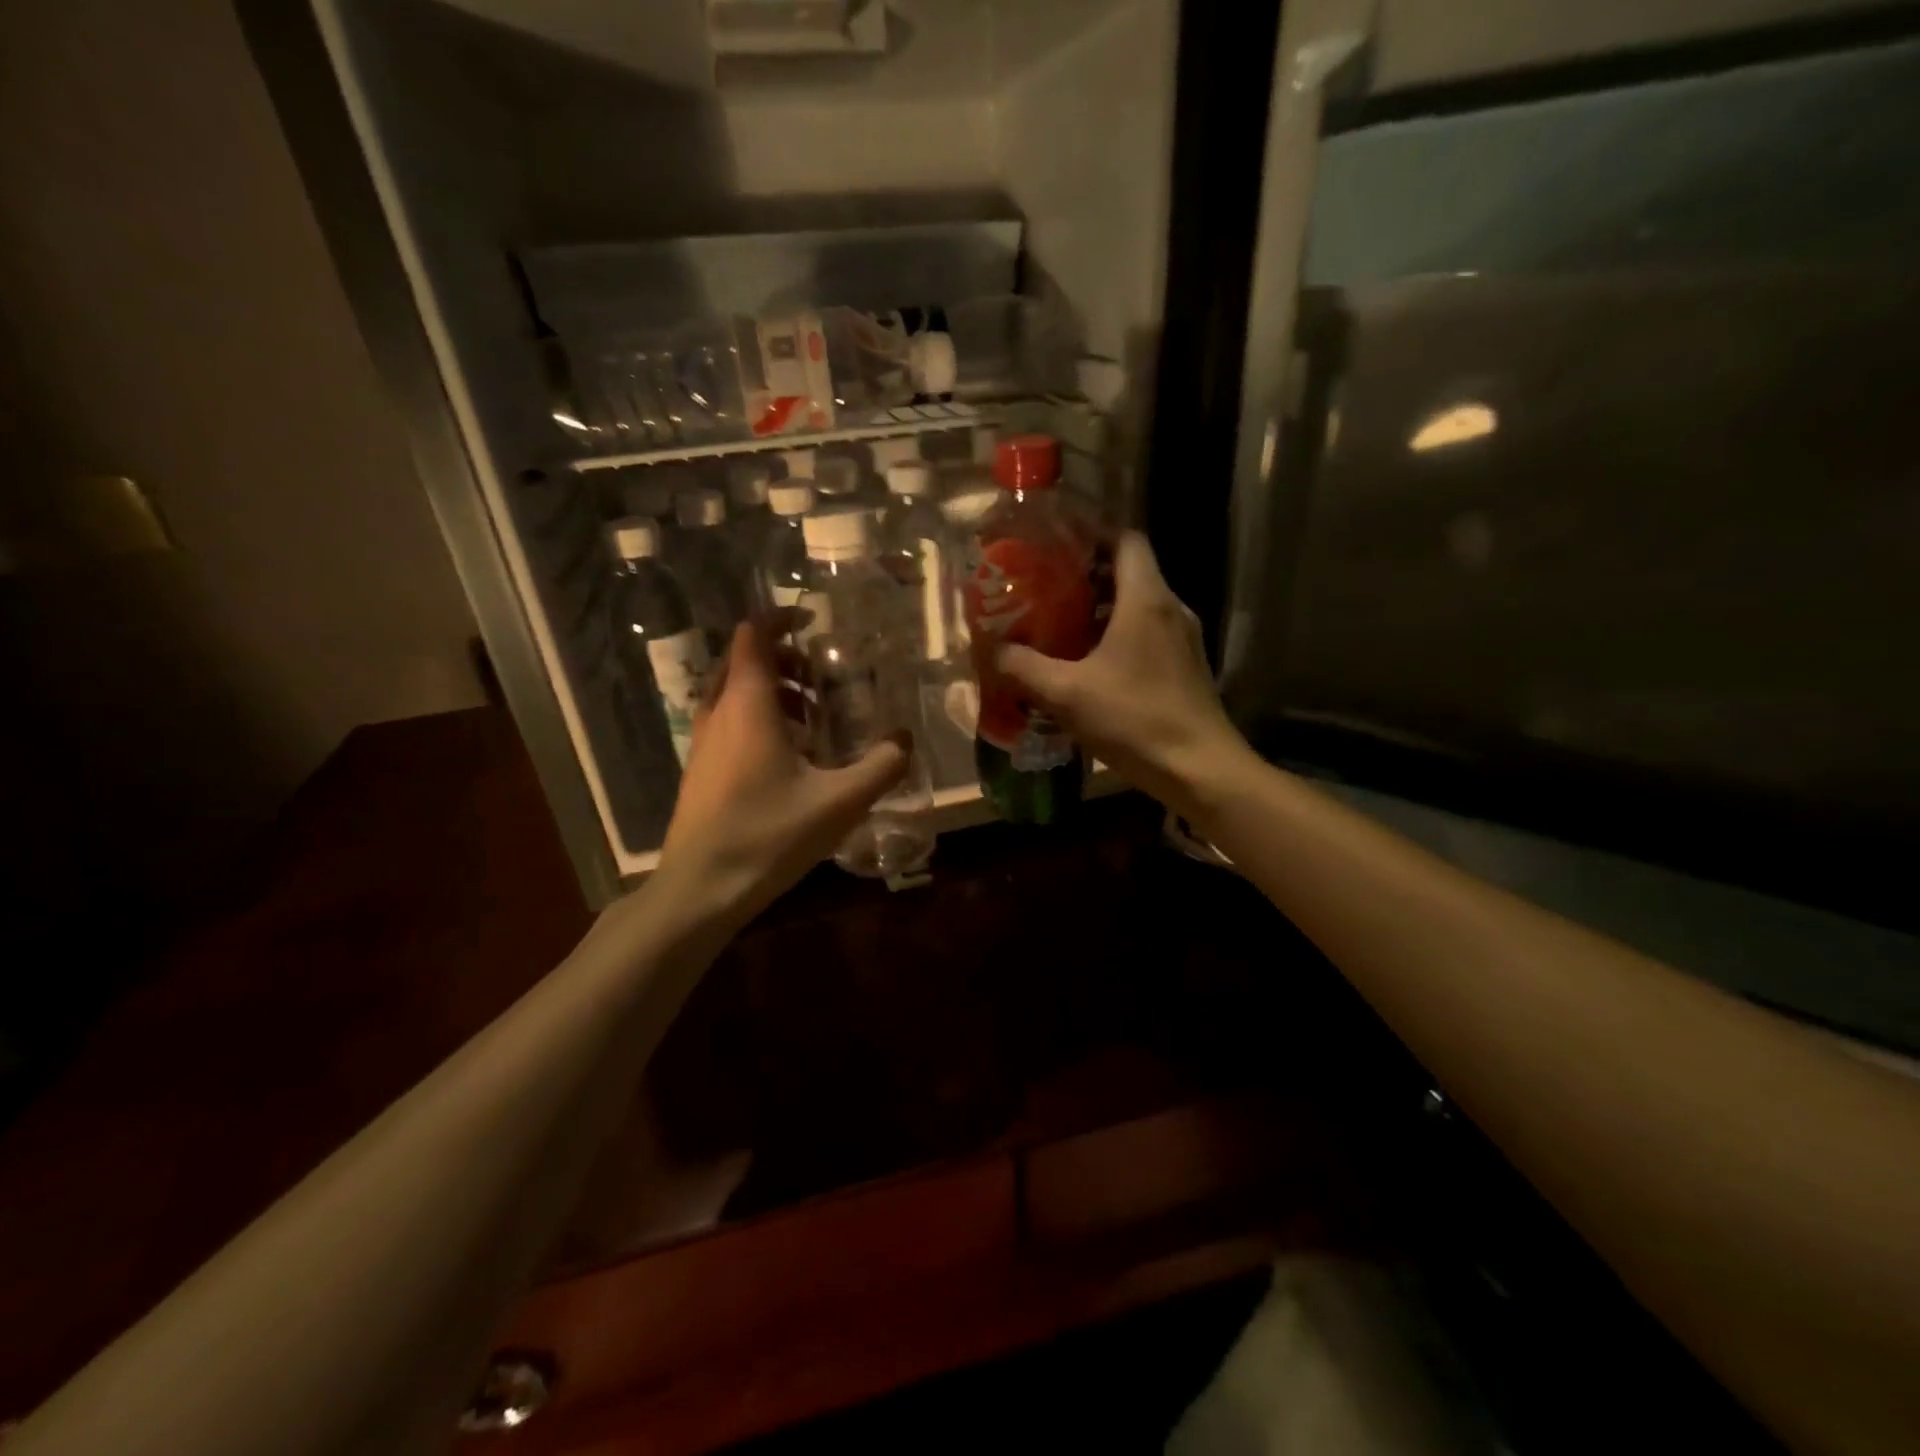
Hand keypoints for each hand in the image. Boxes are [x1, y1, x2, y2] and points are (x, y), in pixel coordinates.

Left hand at [660, 616, 905, 917]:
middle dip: (784, 660)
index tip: (813, 620)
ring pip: (734, 695)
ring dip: (773, 693)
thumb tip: (906, 739)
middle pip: (744, 663)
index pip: (753, 636)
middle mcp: (719, 713)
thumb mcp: (839, 802)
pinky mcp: (701, 770)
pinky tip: (790, 758)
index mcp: (748, 706)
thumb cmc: (769, 835)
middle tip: (823, 677)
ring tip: (814, 719)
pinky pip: (729, 723)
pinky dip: (759, 720)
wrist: (701, 888)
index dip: (779, 619)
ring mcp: (704, 743)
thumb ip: (882, 766)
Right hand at [996, 532, 1249, 817]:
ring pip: (1138, 605)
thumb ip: (1023, 667)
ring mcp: (1183, 639)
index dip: (1091, 533)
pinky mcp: (1185, 667)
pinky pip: (1147, 634)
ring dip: (1100, 609)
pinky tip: (1088, 664)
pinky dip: (1116, 635)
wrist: (1200, 770)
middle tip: (1043, 587)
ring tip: (1058, 624)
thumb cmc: (1135, 720)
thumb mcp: (1066, 694)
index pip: (1125, 539)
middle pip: (1129, 571)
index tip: (1054, 543)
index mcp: (1146, 599)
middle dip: (1085, 575)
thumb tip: (990, 650)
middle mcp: (1170, 609)